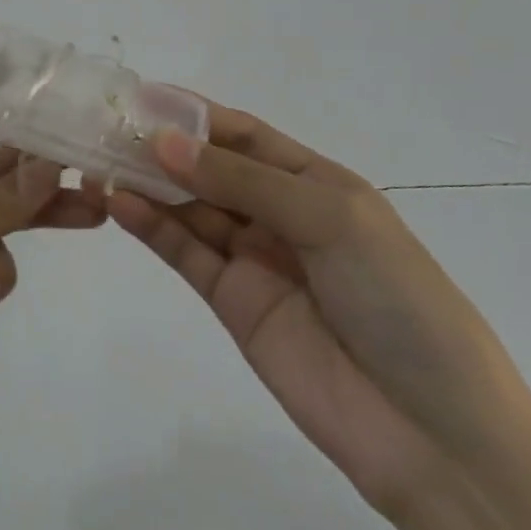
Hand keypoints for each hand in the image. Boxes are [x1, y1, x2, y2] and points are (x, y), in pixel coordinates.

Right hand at [107, 103, 530, 519]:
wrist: (432, 433)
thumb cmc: (397, 299)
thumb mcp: (330, 219)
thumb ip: (243, 181)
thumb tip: (163, 143)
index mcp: (316, 183)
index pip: (245, 135)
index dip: (195, 115)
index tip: (141, 96)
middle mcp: (281, 214)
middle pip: (211, 170)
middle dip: (163, 148)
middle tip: (105, 128)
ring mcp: (254, 259)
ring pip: (192, 208)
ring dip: (149, 184)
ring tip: (99, 161)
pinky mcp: (232, 303)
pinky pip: (186, 254)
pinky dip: (152, 228)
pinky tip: (119, 203)